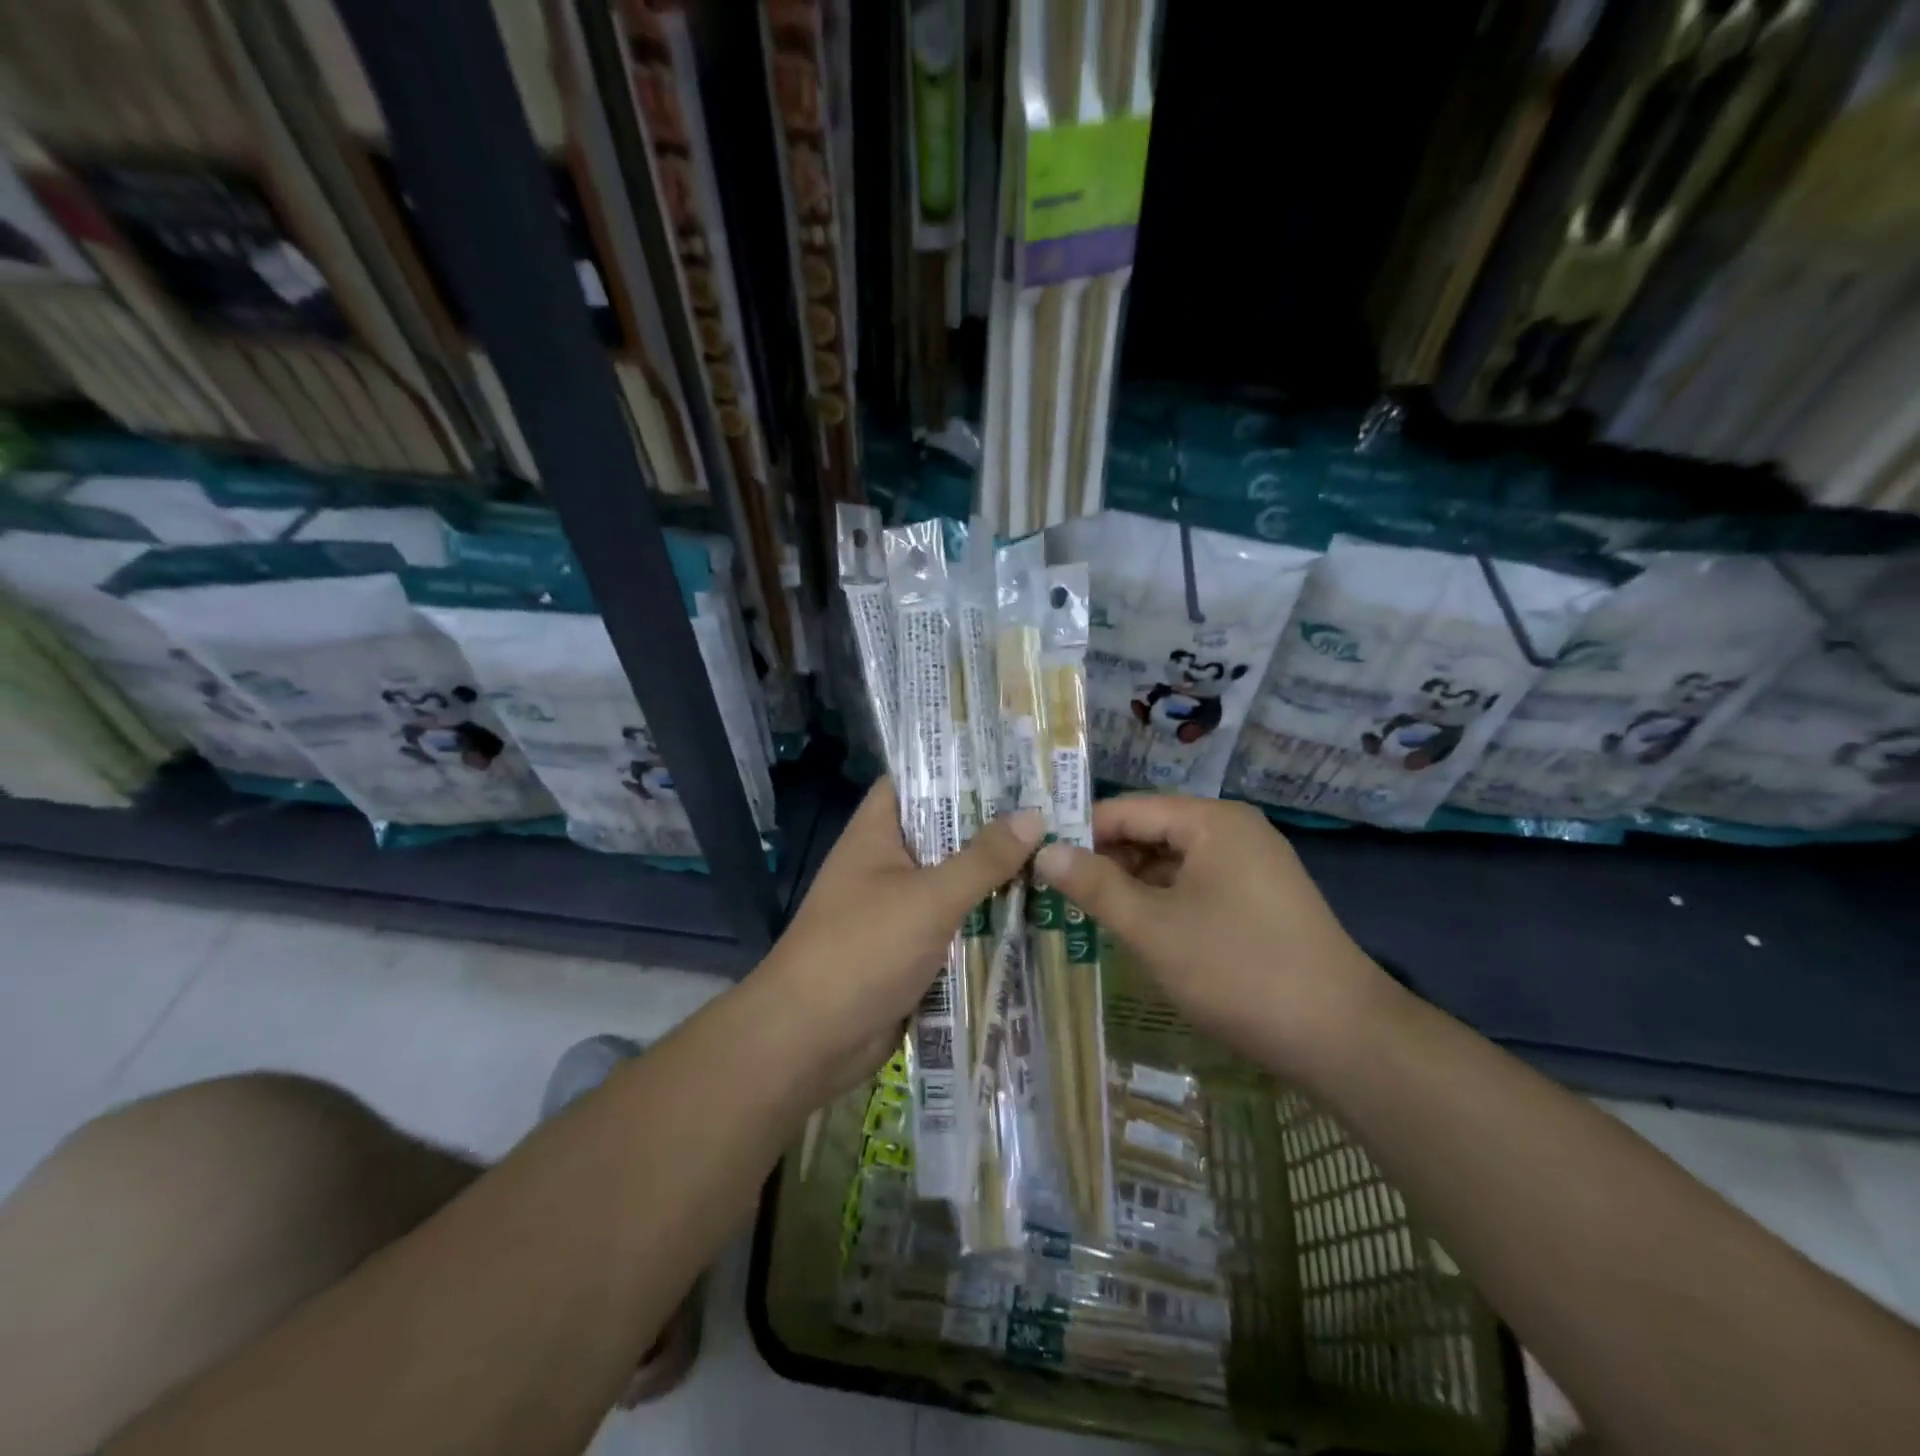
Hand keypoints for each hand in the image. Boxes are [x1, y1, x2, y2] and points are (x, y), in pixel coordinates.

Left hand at [757, 778, 1042, 1097]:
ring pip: (953, 881)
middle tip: (1056, 810)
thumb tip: (1034, 815)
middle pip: (944, 832)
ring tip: (1060, 856)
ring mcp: (897, 907)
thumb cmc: (863, 949)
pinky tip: (1036, 913)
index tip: (1012, 763)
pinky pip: (954, 924)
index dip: (958, 767)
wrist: (810, 1040)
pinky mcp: (909, 949)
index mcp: (877, 832)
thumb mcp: (929, 898)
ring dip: (995, 877)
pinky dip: (985, 921)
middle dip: (993, 826)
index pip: (915, 779)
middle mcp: (886, 862)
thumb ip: (983, 859)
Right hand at [1033, 795, 1393, 1076]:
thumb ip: (1095, 886)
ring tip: (1085, 911)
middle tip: (1054, 890)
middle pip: (1151, 832)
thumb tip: (1043, 852)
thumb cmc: (1238, 970)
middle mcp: (1233, 831)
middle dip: (1104, 859)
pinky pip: (1195, 886)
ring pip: (1171, 862)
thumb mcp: (1154, 928)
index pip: (1127, 808)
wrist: (1343, 1038)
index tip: (1036, 858)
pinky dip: (1162, 902)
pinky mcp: (1258, 901)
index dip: (1079, 831)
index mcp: (1211, 822)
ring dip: (1130, 884)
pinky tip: (1135, 929)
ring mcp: (1251, 866)